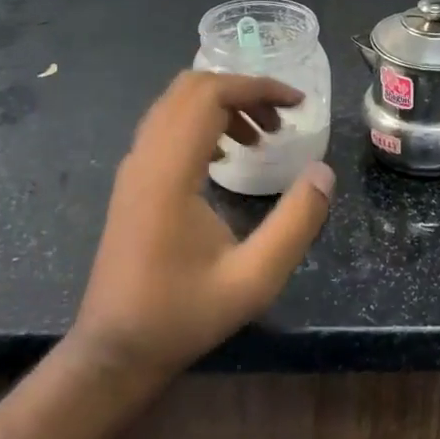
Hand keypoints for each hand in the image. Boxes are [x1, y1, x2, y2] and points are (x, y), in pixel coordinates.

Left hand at [69, 71, 334, 384]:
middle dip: (242, 91)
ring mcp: (133, 169)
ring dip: (222, 106)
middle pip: (190, 87)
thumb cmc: (183, 315)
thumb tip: (324, 172)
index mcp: (169, 173)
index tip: (298, 104)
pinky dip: (202, 124)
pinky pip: (166, 127)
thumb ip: (296, 223)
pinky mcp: (132, 182)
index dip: (258, 88)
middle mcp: (145, 159)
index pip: (210, 95)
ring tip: (261, 138)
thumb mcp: (254, 279)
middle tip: (281, 121)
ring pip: (175, 104)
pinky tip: (226, 158)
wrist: (115, 350)